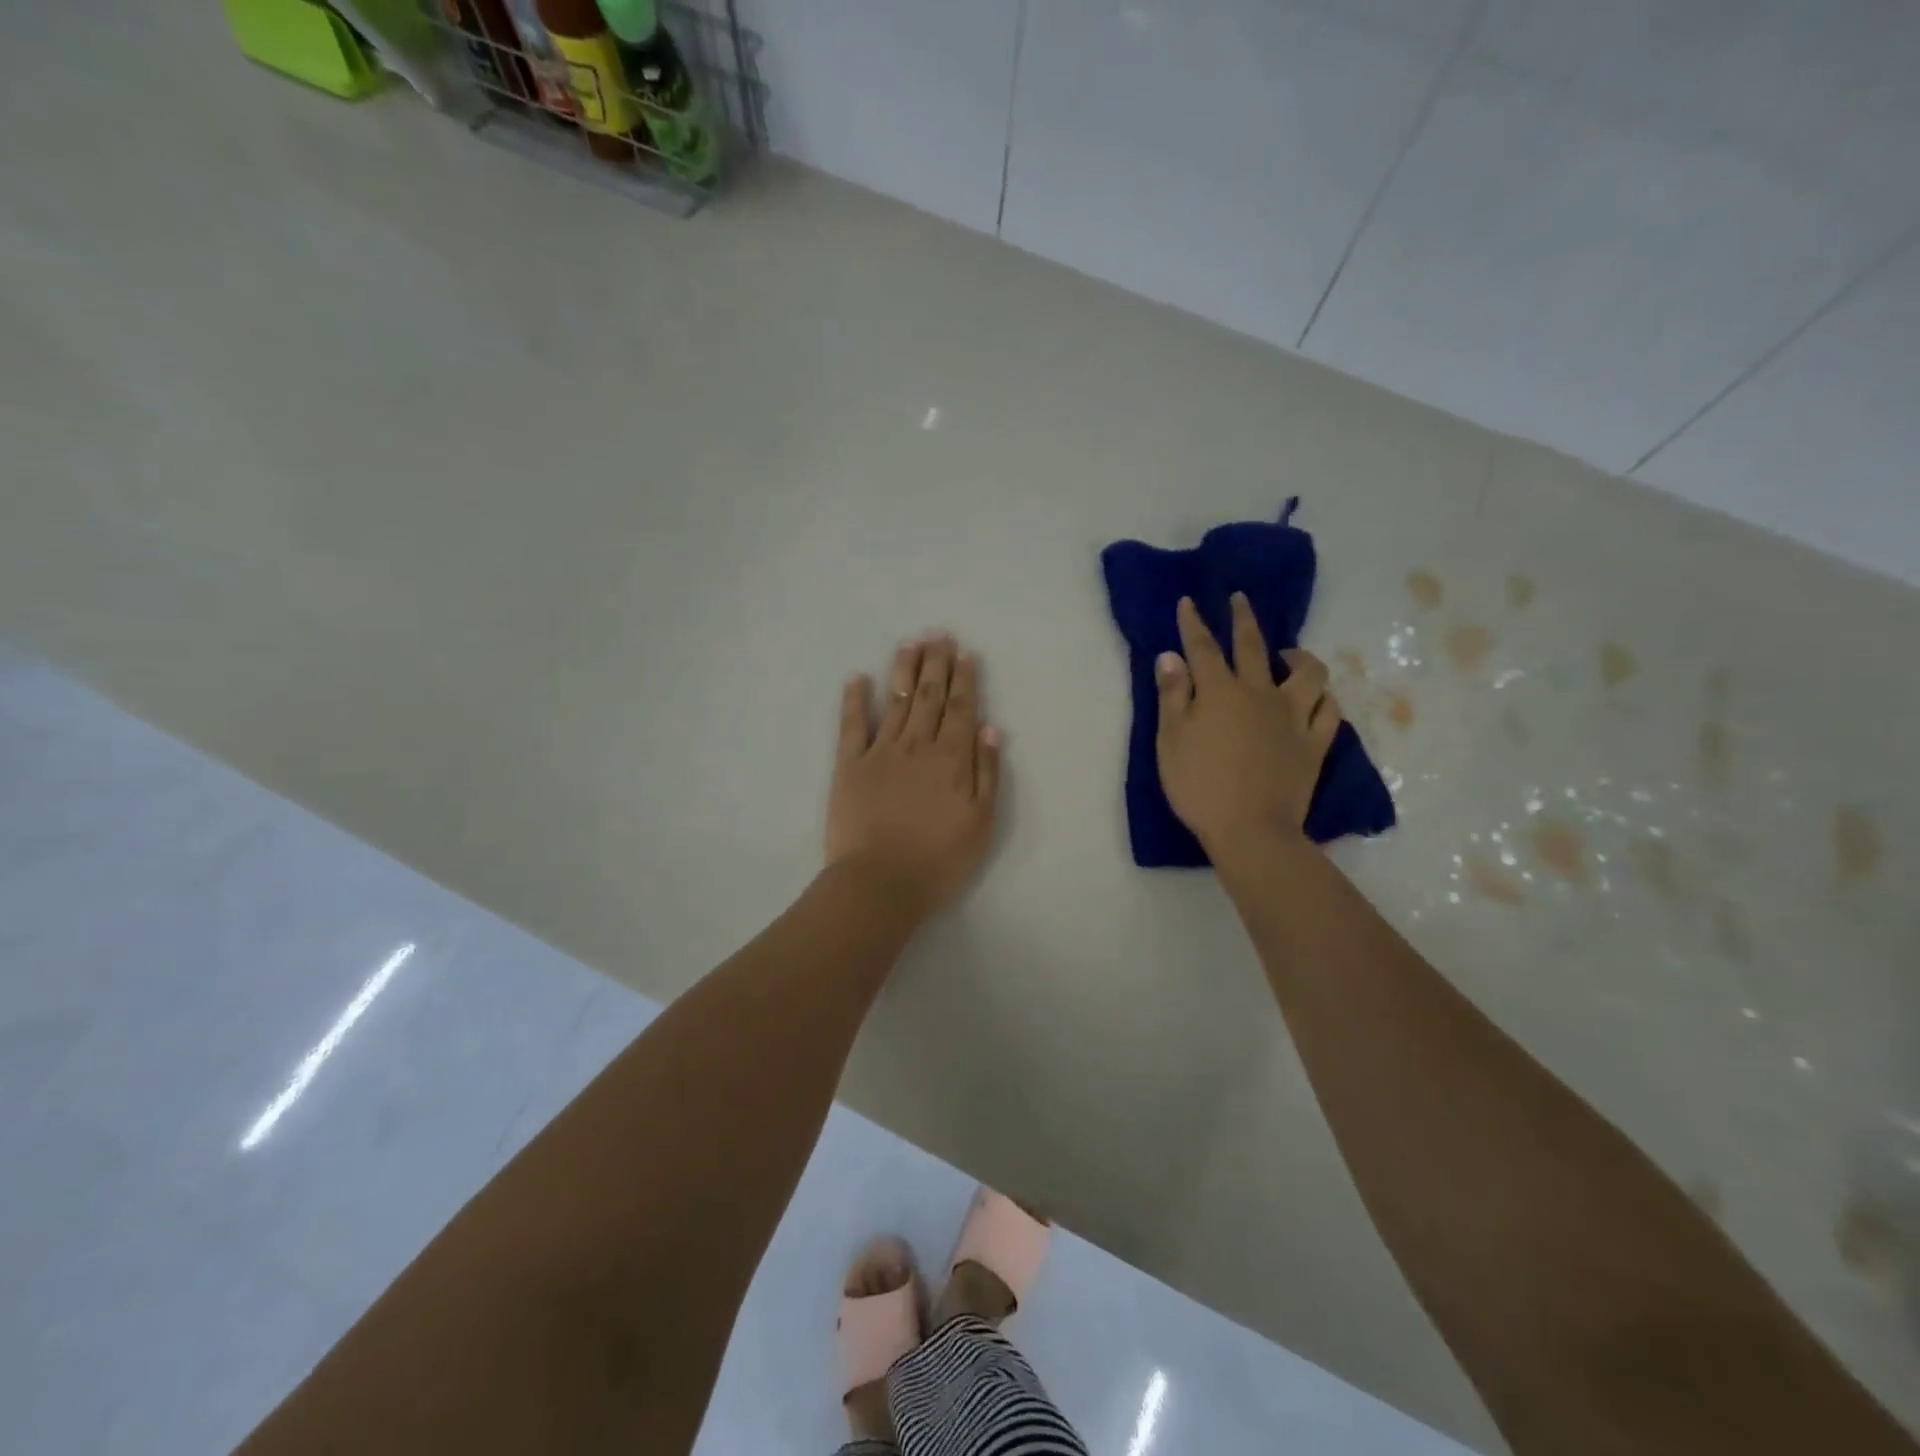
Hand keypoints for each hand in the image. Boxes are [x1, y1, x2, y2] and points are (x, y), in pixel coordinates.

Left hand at [826, 634, 1001, 918]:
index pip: (961, 709)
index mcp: (952, 759)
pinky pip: (852, 725)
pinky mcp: (849, 766)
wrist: (879, 883)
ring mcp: (880, 752)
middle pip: (930, 697)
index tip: (965, 653)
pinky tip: (857, 678)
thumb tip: (989, 729)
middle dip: (936, 663)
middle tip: (938, 634)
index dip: (965, 679)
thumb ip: (987, 774)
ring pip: (896, 702)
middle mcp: (918, 746)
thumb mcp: (981, 824)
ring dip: (904, 671)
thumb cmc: (939, 860)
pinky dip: (854, 700)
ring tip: (910, 643)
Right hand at [1155, 595, 1339, 851]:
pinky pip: (1328, 711)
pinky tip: (1317, 697)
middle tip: (1241, 599)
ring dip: (1299, 657)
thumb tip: (1171, 656)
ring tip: (1289, 654)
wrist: (1251, 829)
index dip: (1194, 623)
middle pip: (1254, 647)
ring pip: (1307, 674)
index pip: (1204, 647)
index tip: (1190, 602)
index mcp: (1220, 692)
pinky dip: (1323, 698)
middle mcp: (1260, 694)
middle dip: (1244, 620)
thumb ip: (1172, 695)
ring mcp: (1293, 718)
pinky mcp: (1314, 744)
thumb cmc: (1200, 786)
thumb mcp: (1171, 740)